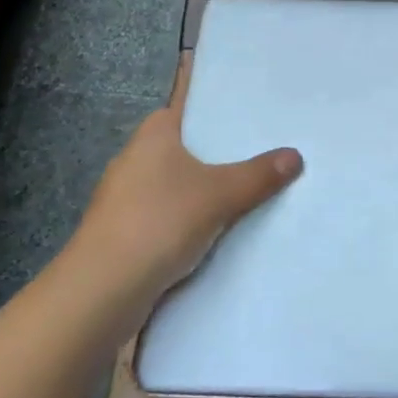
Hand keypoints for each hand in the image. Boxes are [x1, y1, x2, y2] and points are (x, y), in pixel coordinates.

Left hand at [66, 54, 302, 308]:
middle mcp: (134, 158)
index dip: (216, 109)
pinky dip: (189, 220)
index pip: (187, 106)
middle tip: (262, 152)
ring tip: (249, 191)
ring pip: (176, 184)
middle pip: (185, 147)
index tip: (249, 113)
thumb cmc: (158, 222)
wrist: (101, 291)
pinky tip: (218, 232)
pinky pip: (167, 216)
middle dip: (217, 153)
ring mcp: (124, 197)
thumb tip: (296, 155)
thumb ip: (259, 175)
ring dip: (202, 191)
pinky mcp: (123, 233)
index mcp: (153, 134)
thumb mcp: (220, 195)